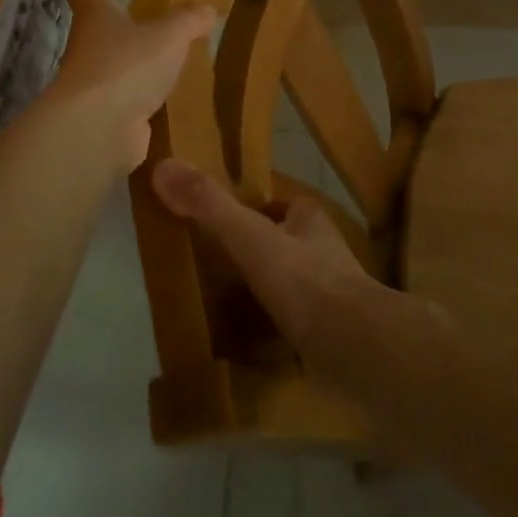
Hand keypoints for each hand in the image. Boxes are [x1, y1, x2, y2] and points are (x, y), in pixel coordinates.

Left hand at [50, 0, 214, 169]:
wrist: (97, 130)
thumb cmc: (127, 66)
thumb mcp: (169, 35)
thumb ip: (189, 20)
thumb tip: (208, 10)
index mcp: (96, 17)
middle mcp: (86, 47)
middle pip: (97, 28)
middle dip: (123, 25)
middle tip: (155, 23)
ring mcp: (91, 86)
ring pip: (112, 66)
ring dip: (135, 64)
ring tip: (170, 63)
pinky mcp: (103, 117)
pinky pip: (125, 101)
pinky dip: (142, 99)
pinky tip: (170, 100)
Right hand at [149, 158, 385, 374]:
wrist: (354, 348)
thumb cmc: (304, 281)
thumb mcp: (251, 237)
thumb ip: (210, 206)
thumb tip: (162, 166)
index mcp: (310, 220)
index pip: (277, 206)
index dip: (250, 212)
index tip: (216, 226)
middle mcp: (324, 251)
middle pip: (281, 246)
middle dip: (254, 256)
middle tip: (210, 272)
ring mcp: (329, 294)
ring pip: (288, 286)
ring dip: (262, 295)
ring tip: (221, 312)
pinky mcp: (329, 334)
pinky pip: (294, 326)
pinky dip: (272, 333)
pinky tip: (247, 350)